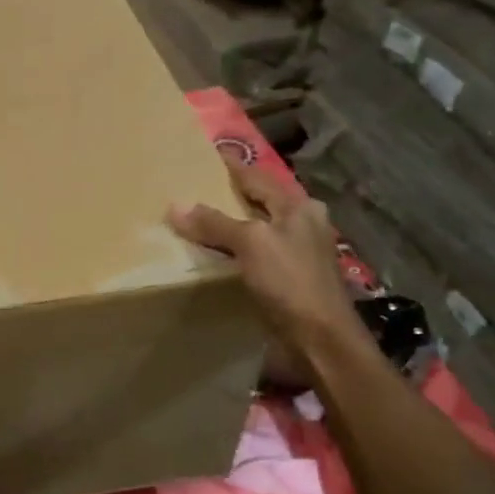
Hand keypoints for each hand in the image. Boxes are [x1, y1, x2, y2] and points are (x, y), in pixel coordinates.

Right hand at [168, 159, 363, 364]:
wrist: (319, 339)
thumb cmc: (290, 281)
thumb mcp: (250, 244)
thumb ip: (214, 223)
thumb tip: (175, 205)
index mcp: (299, 207)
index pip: (257, 177)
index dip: (232, 166)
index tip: (206, 154)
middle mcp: (302, 225)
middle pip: (258, 202)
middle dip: (228, 196)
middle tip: (193, 187)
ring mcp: (297, 253)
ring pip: (256, 229)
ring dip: (229, 226)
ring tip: (196, 220)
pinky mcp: (288, 279)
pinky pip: (254, 255)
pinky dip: (233, 251)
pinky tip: (214, 254)